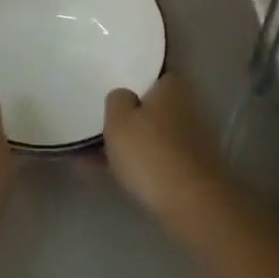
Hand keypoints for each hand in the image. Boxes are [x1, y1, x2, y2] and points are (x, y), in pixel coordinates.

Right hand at [103, 74, 235, 229]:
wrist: (191, 203)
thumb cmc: (150, 152)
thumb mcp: (118, 119)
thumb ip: (117, 100)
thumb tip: (124, 96)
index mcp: (172, 88)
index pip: (153, 74)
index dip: (132, 79)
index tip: (111, 87)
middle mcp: (186, 108)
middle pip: (151, 107)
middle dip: (127, 116)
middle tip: (97, 122)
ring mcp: (190, 140)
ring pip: (150, 135)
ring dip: (126, 143)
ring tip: (87, 154)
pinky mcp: (189, 169)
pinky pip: (153, 158)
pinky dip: (133, 163)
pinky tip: (102, 173)